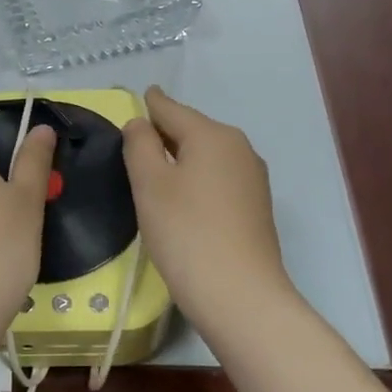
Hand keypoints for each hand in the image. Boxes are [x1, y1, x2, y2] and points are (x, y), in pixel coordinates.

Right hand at [122, 87, 295, 333]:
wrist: (240, 296)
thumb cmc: (186, 232)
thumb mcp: (150, 184)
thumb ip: (140, 145)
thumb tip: (140, 123)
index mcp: (212, 135)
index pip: (171, 108)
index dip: (150, 103)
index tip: (139, 95)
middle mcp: (239, 147)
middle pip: (192, 130)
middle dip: (165, 132)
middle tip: (135, 140)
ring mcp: (252, 178)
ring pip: (207, 155)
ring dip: (181, 158)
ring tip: (153, 170)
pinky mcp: (256, 207)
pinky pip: (218, 178)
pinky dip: (197, 179)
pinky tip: (182, 198)